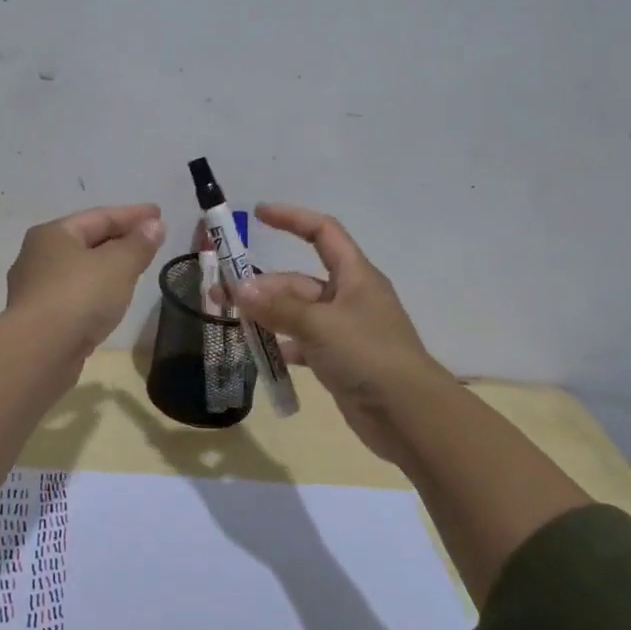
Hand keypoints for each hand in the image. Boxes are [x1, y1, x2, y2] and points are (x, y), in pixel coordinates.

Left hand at [5, 203, 165, 355]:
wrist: (38, 352)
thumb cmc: (79, 296)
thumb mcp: (118, 265)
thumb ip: (139, 244)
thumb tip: (154, 225)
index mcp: (53, 234)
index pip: (99, 216)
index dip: (133, 214)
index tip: (159, 213)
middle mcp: (37, 256)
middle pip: (86, 241)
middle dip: (119, 239)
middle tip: (149, 240)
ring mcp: (35, 290)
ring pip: (79, 271)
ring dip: (107, 267)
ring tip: (133, 270)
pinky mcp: (38, 320)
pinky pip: (74, 296)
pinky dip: (96, 292)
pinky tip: (110, 302)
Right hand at [229, 203, 449, 470]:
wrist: (408, 415)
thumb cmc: (368, 355)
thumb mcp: (320, 325)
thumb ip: (278, 307)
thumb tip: (239, 290)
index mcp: (354, 275)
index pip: (322, 232)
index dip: (292, 219)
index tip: (258, 214)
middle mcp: (348, 297)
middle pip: (298, 280)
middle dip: (262, 285)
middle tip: (222, 296)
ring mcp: (343, 330)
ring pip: (296, 313)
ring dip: (265, 315)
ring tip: (230, 321)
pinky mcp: (338, 360)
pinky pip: (301, 343)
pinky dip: (280, 344)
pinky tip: (257, 352)